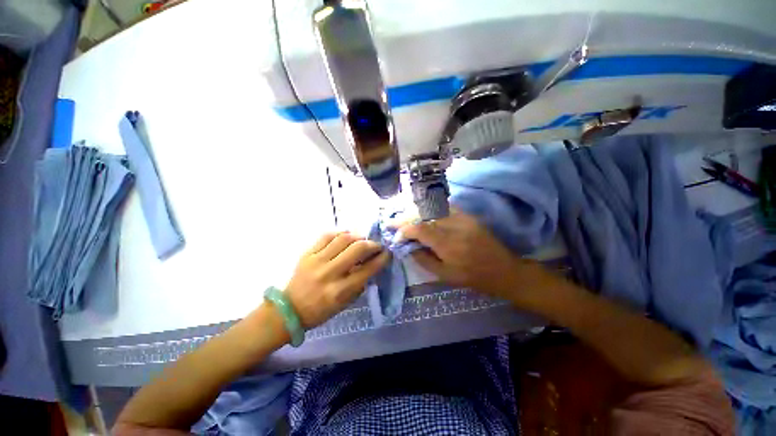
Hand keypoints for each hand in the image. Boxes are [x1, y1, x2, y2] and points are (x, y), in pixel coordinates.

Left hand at [284, 232, 389, 328]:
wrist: (290, 309)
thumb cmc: (321, 310)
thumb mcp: (345, 303)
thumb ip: (360, 283)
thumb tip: (372, 263)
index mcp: (340, 291)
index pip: (367, 269)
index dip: (381, 259)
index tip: (387, 253)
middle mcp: (329, 273)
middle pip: (357, 249)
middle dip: (372, 244)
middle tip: (376, 245)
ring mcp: (317, 261)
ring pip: (343, 239)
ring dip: (358, 236)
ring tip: (362, 239)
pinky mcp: (307, 253)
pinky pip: (326, 236)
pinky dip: (340, 233)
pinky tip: (346, 236)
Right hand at [397, 210, 539, 299]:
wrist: (503, 270)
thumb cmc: (472, 277)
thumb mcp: (444, 275)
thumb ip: (423, 259)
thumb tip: (407, 247)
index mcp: (448, 244)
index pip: (420, 228)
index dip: (404, 229)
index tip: (396, 233)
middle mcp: (454, 226)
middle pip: (424, 214)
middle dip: (406, 217)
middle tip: (394, 220)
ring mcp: (463, 218)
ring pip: (433, 208)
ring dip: (416, 211)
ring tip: (405, 216)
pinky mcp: (468, 215)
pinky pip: (445, 207)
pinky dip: (431, 209)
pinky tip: (423, 213)